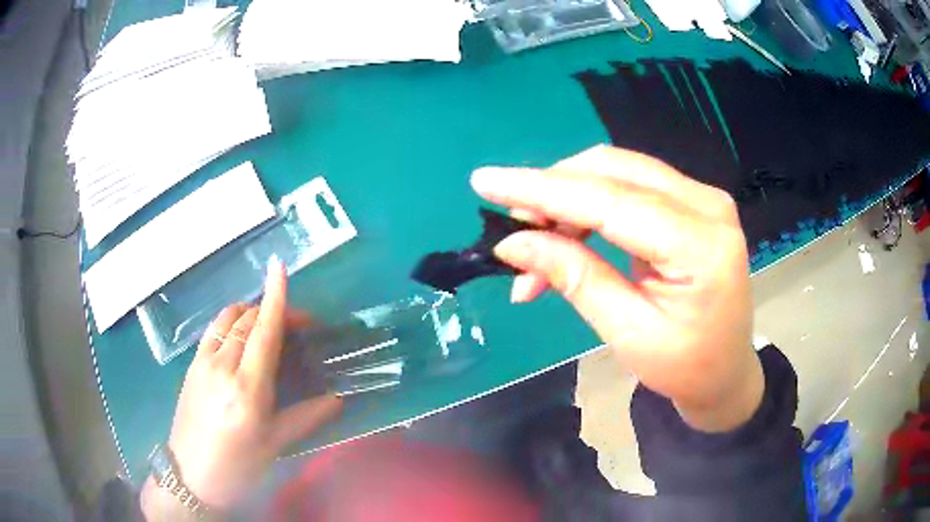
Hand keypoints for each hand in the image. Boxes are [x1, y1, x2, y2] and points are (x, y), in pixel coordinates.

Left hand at [142, 257, 340, 517]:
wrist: (191, 475)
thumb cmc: (237, 465)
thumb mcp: (275, 445)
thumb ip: (307, 417)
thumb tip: (337, 398)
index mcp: (247, 388)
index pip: (263, 331)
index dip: (275, 297)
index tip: (280, 266)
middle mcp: (222, 366)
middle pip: (247, 320)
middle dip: (272, 309)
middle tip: (298, 326)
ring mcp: (202, 362)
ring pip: (227, 319)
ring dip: (250, 312)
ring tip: (268, 325)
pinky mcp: (191, 365)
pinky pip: (213, 330)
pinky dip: (231, 322)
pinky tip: (240, 338)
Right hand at [471, 145, 762, 432]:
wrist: (726, 372)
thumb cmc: (684, 367)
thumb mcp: (627, 332)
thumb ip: (575, 278)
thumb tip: (513, 243)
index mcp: (700, 244)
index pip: (609, 200)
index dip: (542, 189)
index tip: (486, 181)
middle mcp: (706, 204)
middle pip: (612, 172)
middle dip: (552, 194)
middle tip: (513, 232)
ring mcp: (702, 198)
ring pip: (616, 172)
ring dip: (567, 201)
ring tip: (535, 248)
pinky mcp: (692, 203)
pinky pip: (629, 186)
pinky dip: (589, 206)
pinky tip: (566, 237)